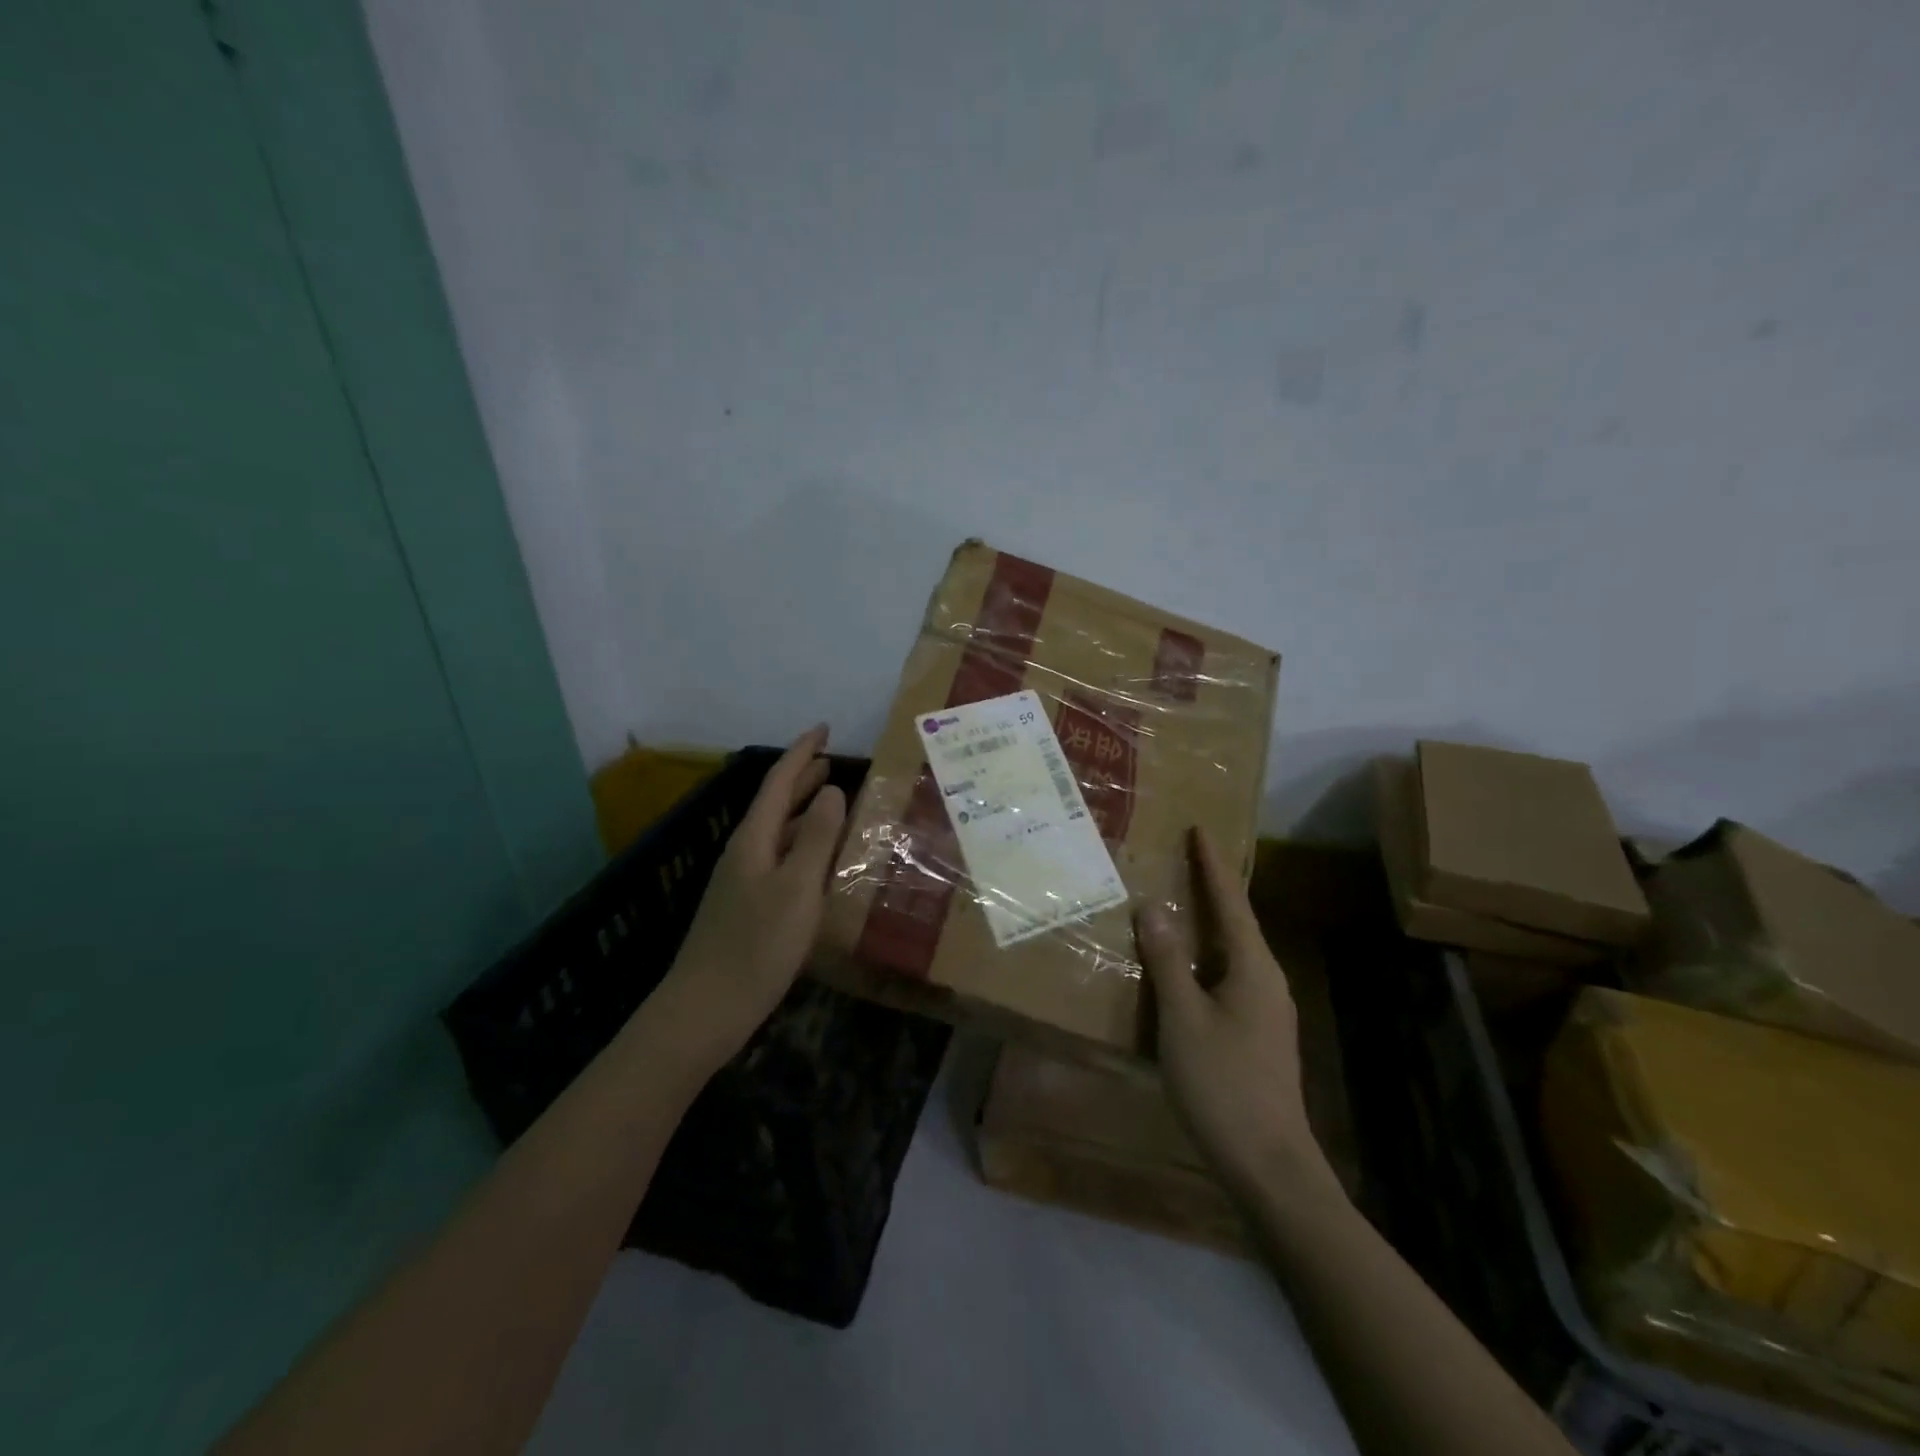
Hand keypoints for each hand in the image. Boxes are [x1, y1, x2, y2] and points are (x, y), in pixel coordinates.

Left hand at [656, 726, 847, 1062]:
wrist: (704, 1012)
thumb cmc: (757, 947)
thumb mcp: (798, 889)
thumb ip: (816, 838)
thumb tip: (832, 791)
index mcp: (754, 840)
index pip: (779, 782)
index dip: (802, 752)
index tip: (824, 728)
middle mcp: (744, 853)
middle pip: (775, 803)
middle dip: (802, 778)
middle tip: (831, 760)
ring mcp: (742, 882)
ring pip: (777, 832)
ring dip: (803, 811)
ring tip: (832, 800)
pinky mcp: (746, 908)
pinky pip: (779, 858)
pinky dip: (801, 845)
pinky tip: (817, 860)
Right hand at [1136, 828, 1339, 1203]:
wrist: (1268, 1163)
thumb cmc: (1223, 1083)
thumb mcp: (1183, 1018)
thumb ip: (1167, 962)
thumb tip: (1151, 909)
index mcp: (1254, 968)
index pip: (1230, 902)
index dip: (1212, 865)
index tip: (1200, 829)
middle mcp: (1267, 980)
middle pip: (1236, 922)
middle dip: (1211, 889)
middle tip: (1183, 860)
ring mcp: (1267, 1010)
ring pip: (1233, 952)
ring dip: (1208, 924)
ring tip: (1179, 903)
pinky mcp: (1258, 1034)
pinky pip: (1228, 977)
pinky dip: (1206, 957)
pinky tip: (1185, 967)